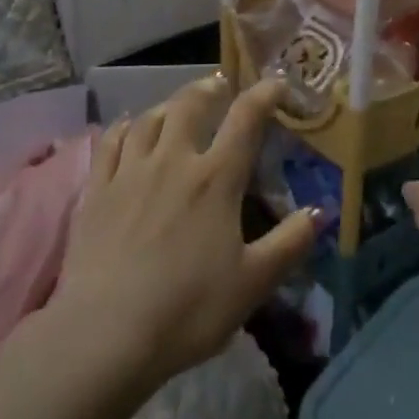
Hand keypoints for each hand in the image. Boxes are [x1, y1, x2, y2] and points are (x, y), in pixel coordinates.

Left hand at [55, 75, 318, 389]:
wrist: (105, 335)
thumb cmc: (188, 309)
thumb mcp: (253, 283)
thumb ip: (290, 243)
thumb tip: (321, 211)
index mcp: (216, 179)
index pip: (245, 119)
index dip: (264, 94)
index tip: (277, 83)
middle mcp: (173, 161)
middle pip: (191, 105)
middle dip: (210, 88)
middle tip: (220, 85)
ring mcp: (130, 172)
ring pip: (150, 118)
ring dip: (168, 104)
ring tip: (177, 106)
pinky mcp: (97, 190)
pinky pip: (111, 142)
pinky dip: (126, 127)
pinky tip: (130, 129)